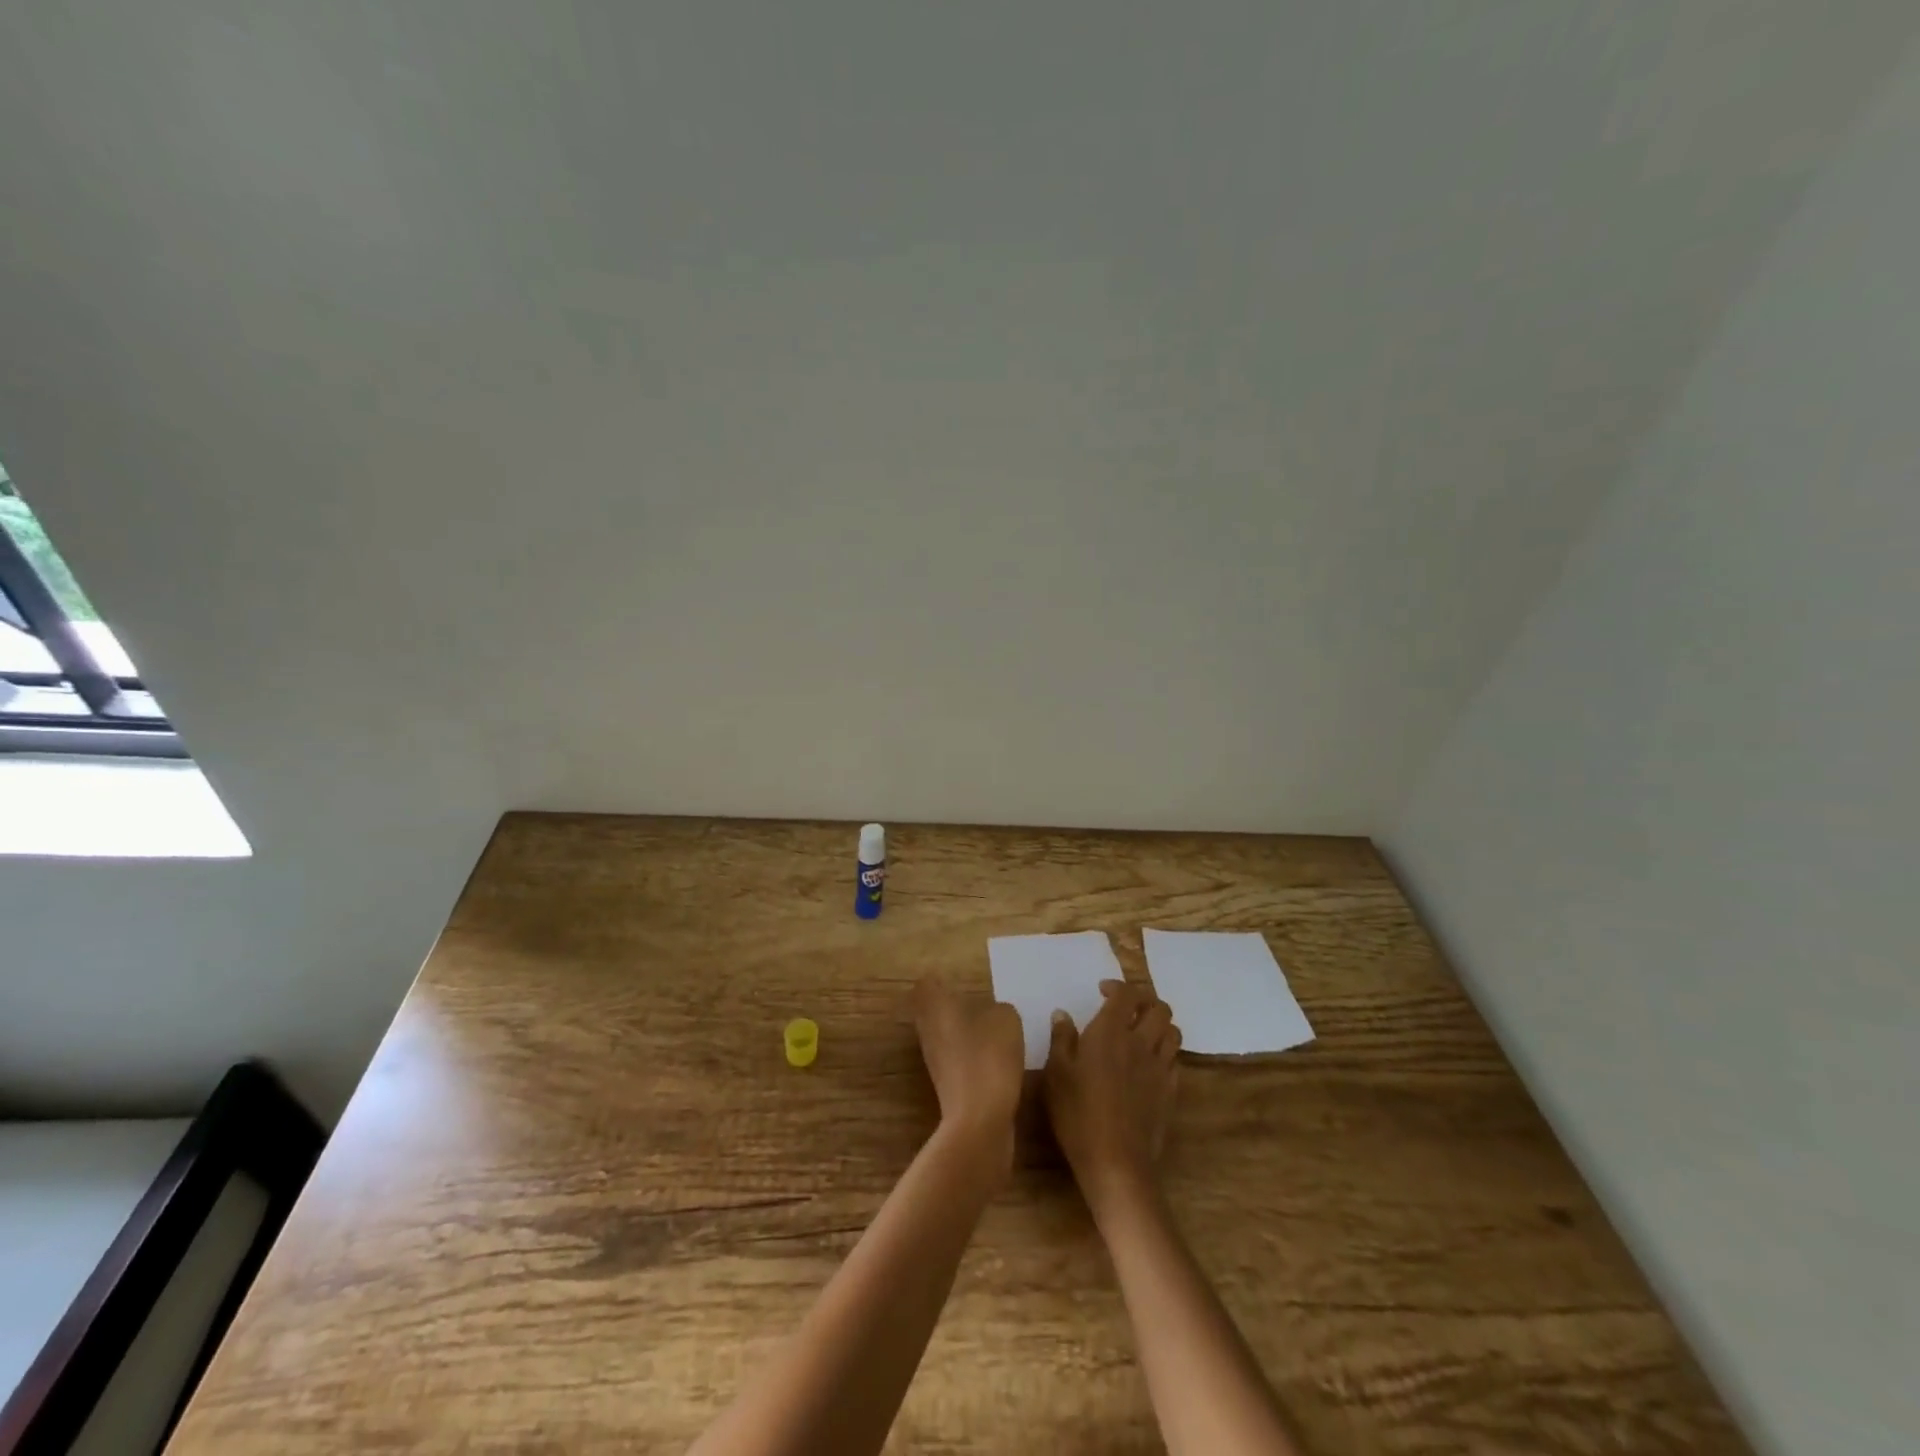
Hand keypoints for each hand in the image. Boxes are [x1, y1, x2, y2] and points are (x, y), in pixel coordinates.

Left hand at [912, 976, 1023, 1162]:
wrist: (981, 1120)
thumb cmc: (989, 1056)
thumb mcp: (1006, 1019)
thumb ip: (998, 1009)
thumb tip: (993, 1015)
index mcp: (936, 1006)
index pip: (927, 984)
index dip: (941, 980)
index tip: (960, 981)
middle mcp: (928, 1030)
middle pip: (933, 1011)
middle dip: (954, 1007)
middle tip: (982, 1004)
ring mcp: (935, 1060)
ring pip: (945, 1035)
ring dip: (965, 1033)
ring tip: (995, 1032)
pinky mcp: (947, 1085)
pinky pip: (958, 1059)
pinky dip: (973, 1057)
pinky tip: (998, 1061)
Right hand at [1044, 979, 1180, 1210]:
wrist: (1116, 1163)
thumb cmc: (1078, 1114)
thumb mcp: (1056, 1074)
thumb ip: (1061, 1039)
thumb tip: (1062, 1014)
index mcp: (1110, 1032)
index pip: (1126, 994)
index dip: (1117, 986)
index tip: (1102, 991)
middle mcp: (1140, 1042)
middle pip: (1158, 1008)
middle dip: (1144, 1001)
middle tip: (1126, 1009)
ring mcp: (1159, 1068)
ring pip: (1173, 1032)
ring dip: (1159, 1024)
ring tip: (1142, 1032)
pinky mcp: (1170, 1092)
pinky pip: (1175, 1060)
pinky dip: (1165, 1052)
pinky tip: (1150, 1063)